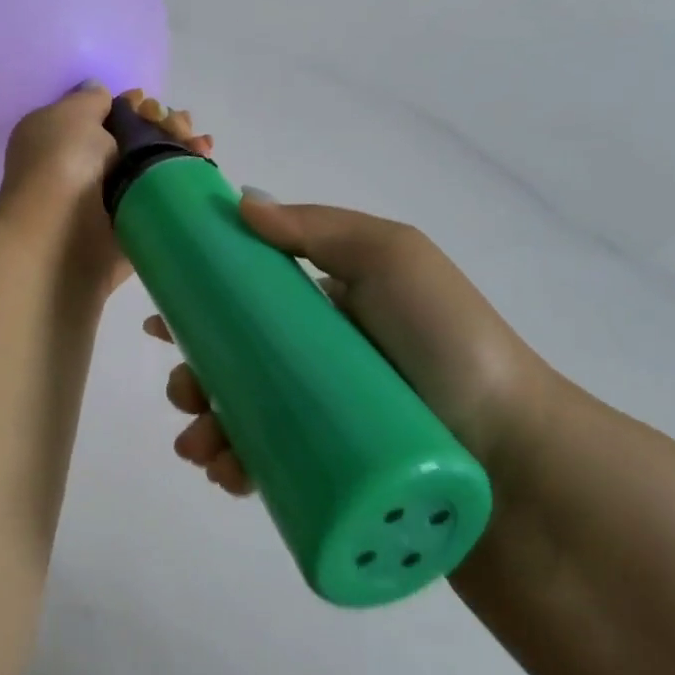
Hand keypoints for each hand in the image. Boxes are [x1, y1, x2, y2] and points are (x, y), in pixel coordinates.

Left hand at [0, 85, 211, 289]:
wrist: (60, 240)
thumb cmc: (61, 166)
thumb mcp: (69, 115)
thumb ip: (90, 99)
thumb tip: (99, 92)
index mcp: (60, 139)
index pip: (105, 116)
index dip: (133, 106)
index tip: (149, 104)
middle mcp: (83, 169)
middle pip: (135, 141)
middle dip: (163, 126)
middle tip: (182, 125)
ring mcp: (109, 202)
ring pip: (152, 170)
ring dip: (179, 151)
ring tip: (201, 144)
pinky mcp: (132, 229)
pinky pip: (163, 201)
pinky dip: (185, 183)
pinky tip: (203, 165)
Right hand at [148, 197, 560, 494]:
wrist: (513, 452)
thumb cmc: (447, 341)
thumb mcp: (392, 258)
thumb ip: (320, 227)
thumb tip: (242, 200)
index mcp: (328, 310)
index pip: (248, 305)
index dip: (199, 310)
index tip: (161, 322)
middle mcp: (319, 362)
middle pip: (235, 366)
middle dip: (193, 378)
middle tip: (183, 395)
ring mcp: (322, 420)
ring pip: (243, 419)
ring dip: (204, 429)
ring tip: (198, 447)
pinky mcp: (329, 473)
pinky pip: (267, 468)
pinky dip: (233, 469)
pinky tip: (222, 474)